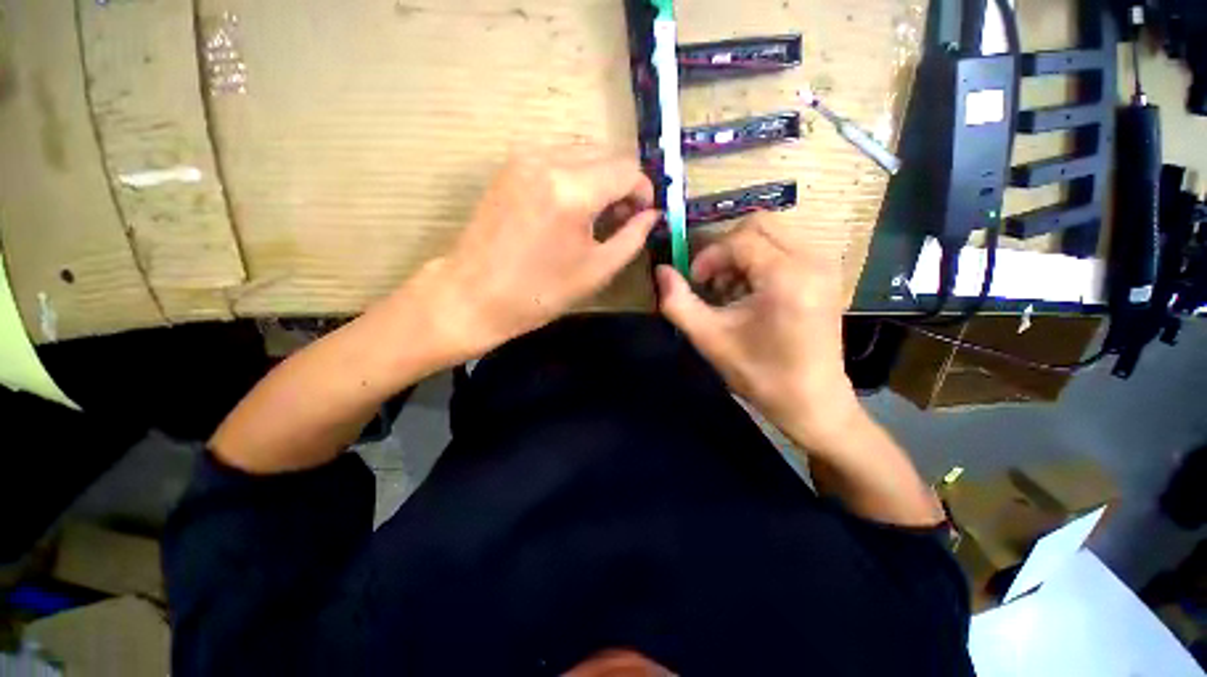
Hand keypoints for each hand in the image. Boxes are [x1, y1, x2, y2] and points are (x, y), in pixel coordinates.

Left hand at [401, 145, 658, 360]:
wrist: (474, 296)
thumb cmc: (539, 293)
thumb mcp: (596, 270)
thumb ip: (632, 237)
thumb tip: (652, 215)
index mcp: (573, 190)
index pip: (628, 170)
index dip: (643, 192)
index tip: (642, 217)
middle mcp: (548, 160)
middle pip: (606, 153)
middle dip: (623, 183)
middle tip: (621, 217)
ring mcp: (524, 158)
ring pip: (582, 151)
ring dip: (599, 177)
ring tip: (596, 213)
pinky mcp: (509, 166)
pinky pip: (557, 156)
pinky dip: (575, 174)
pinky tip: (570, 205)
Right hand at [656, 214, 863, 454]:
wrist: (812, 402)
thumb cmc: (760, 375)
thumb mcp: (710, 339)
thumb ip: (678, 303)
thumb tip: (660, 271)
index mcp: (787, 277)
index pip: (739, 239)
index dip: (709, 256)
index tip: (694, 282)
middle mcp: (813, 261)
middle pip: (760, 224)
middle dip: (726, 248)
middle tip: (711, 281)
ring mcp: (825, 266)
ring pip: (773, 233)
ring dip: (742, 254)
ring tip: (730, 290)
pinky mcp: (826, 275)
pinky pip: (786, 247)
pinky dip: (760, 260)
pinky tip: (750, 292)